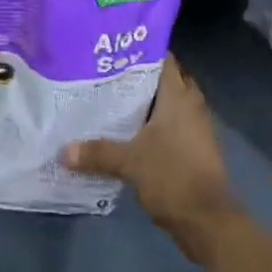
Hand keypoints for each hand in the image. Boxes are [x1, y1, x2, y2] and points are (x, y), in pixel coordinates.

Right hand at [61, 55, 242, 260]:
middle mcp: (190, 104)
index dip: (139, 51)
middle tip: (106, 74)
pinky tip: (127, 131)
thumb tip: (63, 151)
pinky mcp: (194, 148)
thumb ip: (97, 152)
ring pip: (167, 104)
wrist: (208, 221)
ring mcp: (195, 127)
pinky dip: (152, 124)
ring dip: (145, 103)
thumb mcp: (129, 162)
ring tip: (110, 100)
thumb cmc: (172, 176)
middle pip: (164, 80)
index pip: (162, 58)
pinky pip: (171, 125)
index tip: (113, 50)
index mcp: (178, 96)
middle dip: (138, 77)